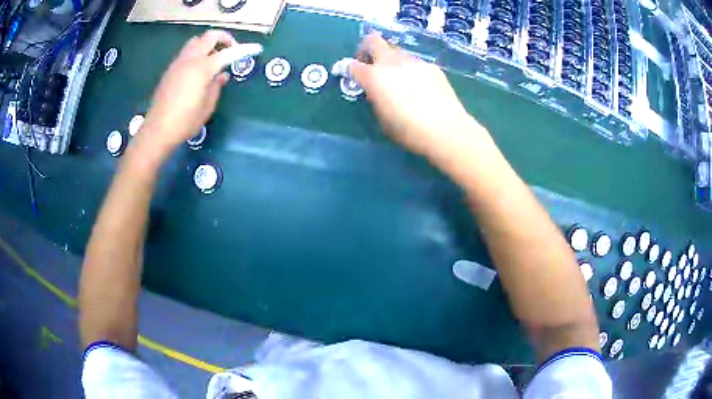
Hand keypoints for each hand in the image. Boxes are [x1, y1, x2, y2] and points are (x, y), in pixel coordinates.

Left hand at [136, 30, 242, 156]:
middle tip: (232, 49)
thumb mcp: (207, 106)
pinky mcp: (170, 70)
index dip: (244, 50)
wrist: (158, 130)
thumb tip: (222, 75)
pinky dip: (197, 52)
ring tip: (214, 57)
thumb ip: (217, 87)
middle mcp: (190, 60)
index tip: (256, 48)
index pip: (228, 53)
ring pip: (196, 41)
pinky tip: (199, 68)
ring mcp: (178, 63)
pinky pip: (186, 52)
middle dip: (225, 38)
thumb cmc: (185, 121)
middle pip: (210, 36)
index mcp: (203, 68)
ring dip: (208, 43)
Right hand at [351, 34, 486, 161]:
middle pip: (373, 41)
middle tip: (370, 65)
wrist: (446, 130)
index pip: (352, 65)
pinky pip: (414, 63)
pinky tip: (419, 87)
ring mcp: (414, 62)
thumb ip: (374, 97)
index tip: (348, 74)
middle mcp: (392, 62)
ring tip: (399, 80)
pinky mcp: (431, 67)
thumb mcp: (382, 118)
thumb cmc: (409, 130)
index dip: (346, 68)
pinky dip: (410, 70)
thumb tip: (374, 89)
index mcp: (374, 77)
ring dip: (390, 60)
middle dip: (366, 49)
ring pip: (396, 51)